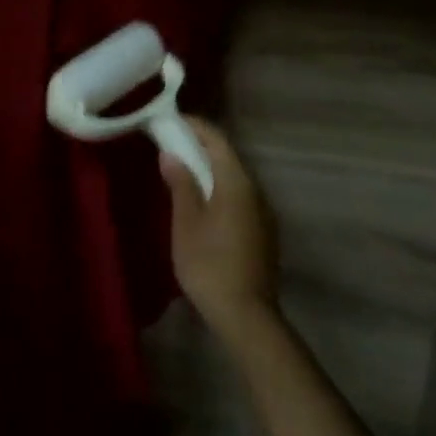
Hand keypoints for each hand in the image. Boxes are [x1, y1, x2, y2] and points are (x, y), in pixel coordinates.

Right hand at [160, 117, 279, 349]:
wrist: (246, 316)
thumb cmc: (209, 264)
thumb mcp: (186, 222)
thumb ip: (181, 184)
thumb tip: (172, 154)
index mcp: (237, 182)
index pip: (217, 140)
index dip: (195, 126)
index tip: (172, 120)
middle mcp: (255, 190)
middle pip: (228, 157)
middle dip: (200, 146)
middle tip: (172, 142)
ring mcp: (263, 212)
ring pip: (234, 178)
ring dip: (210, 168)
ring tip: (183, 169)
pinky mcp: (263, 232)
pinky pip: (239, 196)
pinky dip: (219, 188)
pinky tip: (202, 201)